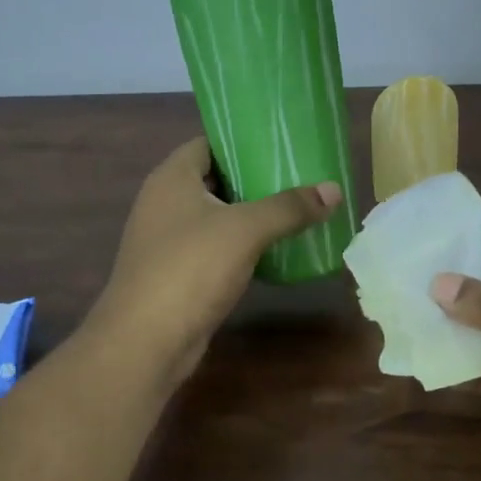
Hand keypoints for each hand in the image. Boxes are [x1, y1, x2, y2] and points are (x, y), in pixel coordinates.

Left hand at [85, 138, 341, 388]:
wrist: (146, 341)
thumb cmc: (190, 269)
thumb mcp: (245, 230)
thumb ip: (289, 207)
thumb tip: (334, 190)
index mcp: (171, 178)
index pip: (209, 142)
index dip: (243, 139)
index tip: (282, 142)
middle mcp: (164, 202)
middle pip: (215, 179)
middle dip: (255, 178)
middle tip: (300, 175)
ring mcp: (168, 241)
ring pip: (217, 216)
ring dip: (251, 215)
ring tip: (296, 208)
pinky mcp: (177, 274)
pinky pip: (215, 248)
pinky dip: (242, 246)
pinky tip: (275, 249)